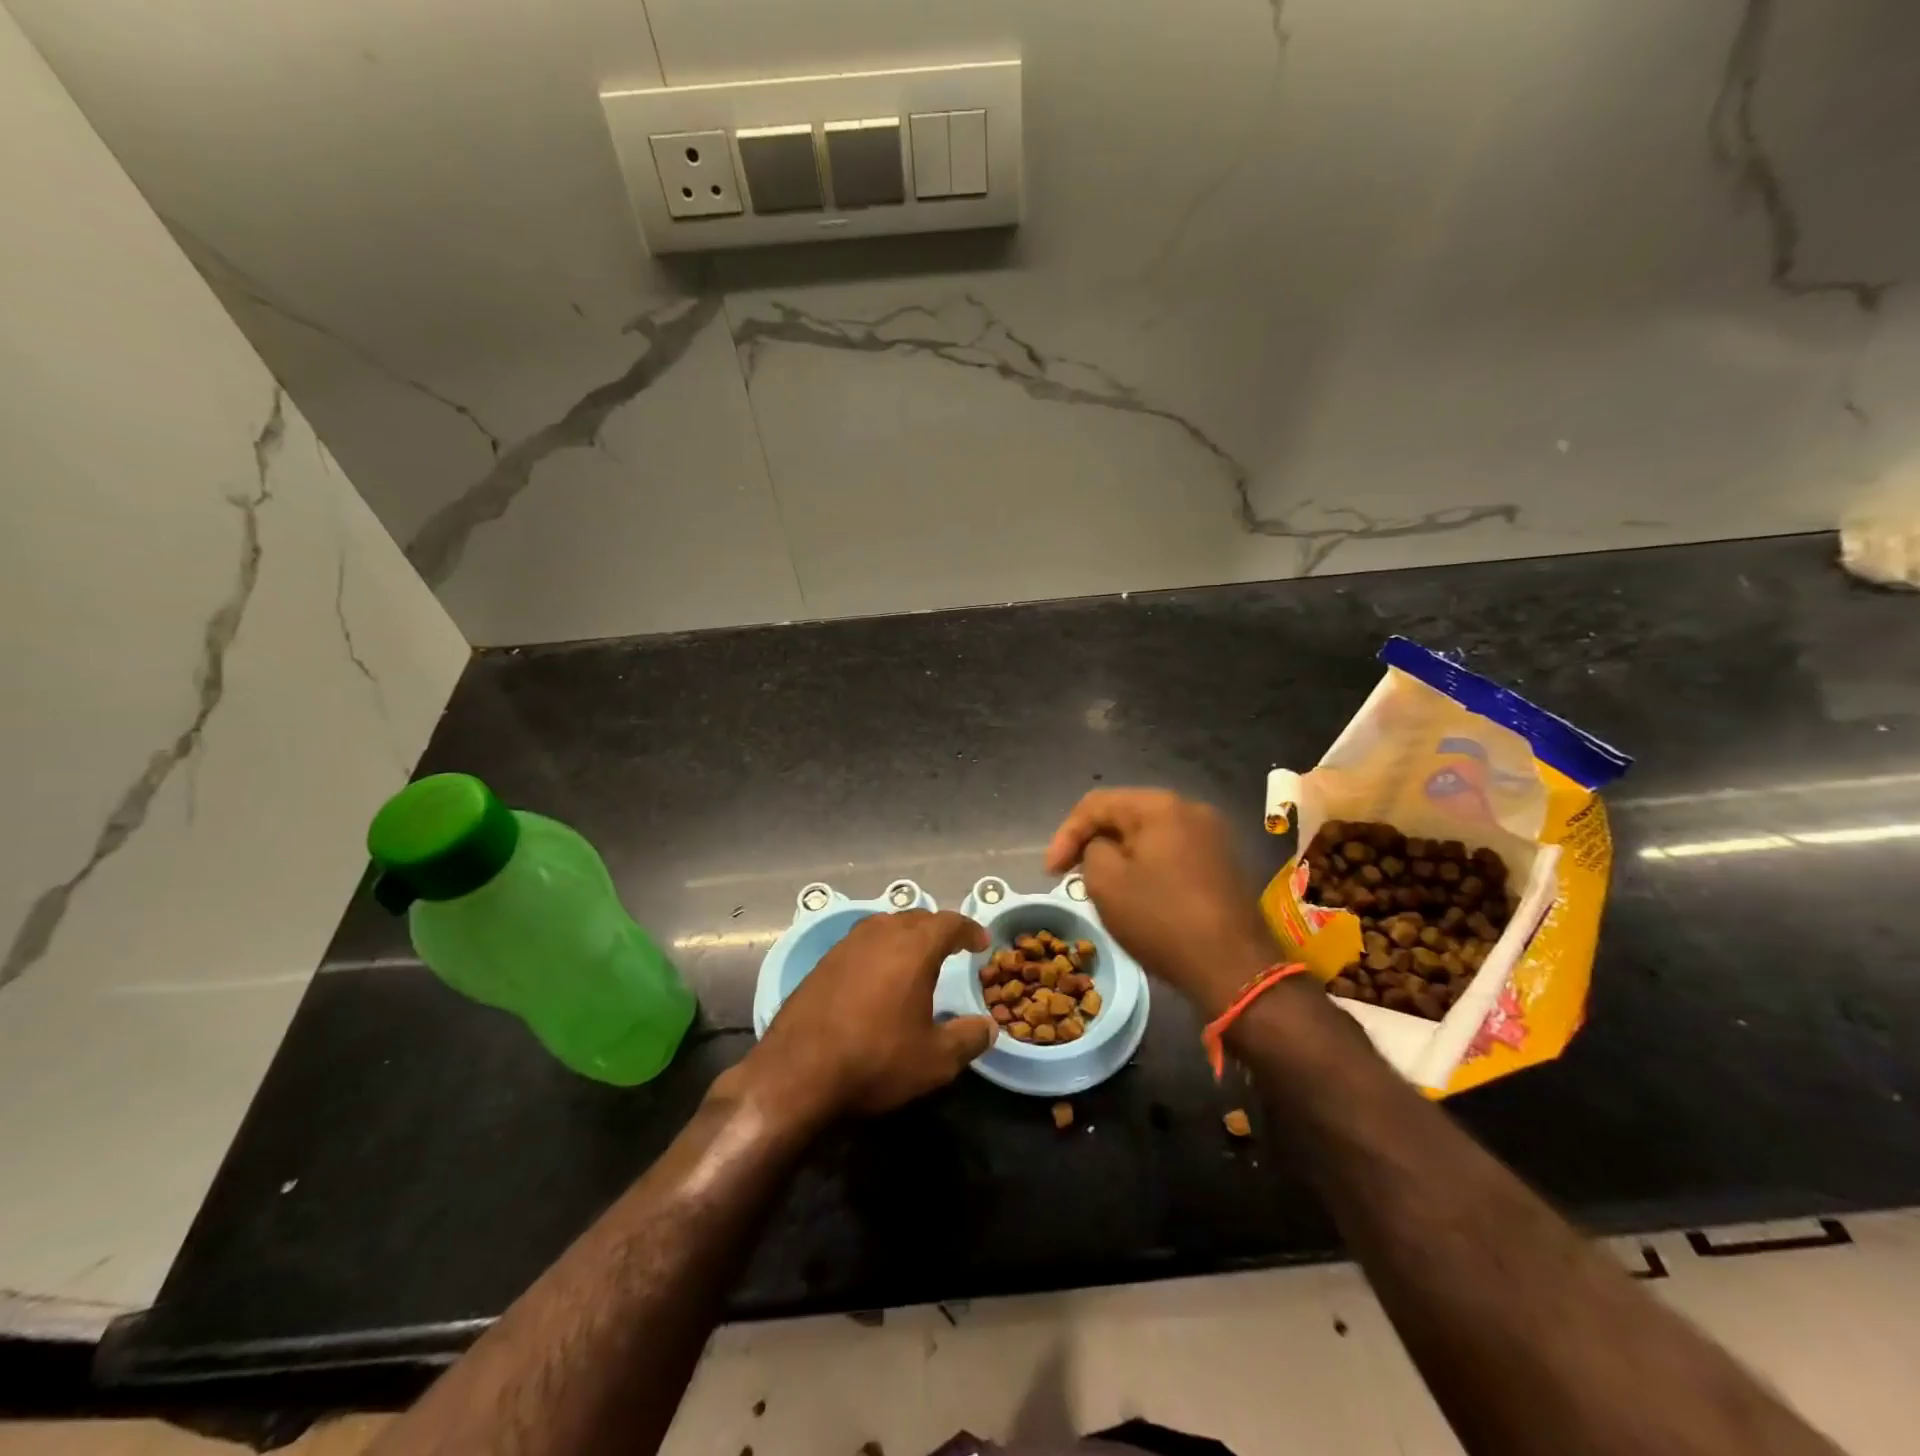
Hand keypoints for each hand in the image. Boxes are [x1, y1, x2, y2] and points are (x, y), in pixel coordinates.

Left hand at [741, 910, 996, 1121]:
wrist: (796, 1074)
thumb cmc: (875, 1060)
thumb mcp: (935, 1060)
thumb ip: (968, 1038)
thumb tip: (988, 1027)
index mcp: (913, 948)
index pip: (948, 923)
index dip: (968, 930)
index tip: (980, 942)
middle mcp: (879, 935)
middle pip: (915, 918)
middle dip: (937, 929)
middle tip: (951, 948)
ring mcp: (845, 946)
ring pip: (884, 926)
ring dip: (904, 936)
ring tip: (915, 958)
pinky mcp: (821, 963)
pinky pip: (860, 944)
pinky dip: (878, 950)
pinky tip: (876, 976)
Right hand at [1046, 788, 1278, 1016]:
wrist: (1234, 967)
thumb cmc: (1162, 919)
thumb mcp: (1106, 882)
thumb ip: (1091, 850)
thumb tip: (1103, 847)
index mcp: (1160, 805)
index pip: (1096, 804)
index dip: (1066, 834)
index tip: (1050, 872)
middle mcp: (1191, 808)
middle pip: (1126, 814)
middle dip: (1093, 842)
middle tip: (1071, 873)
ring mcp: (1213, 835)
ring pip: (1150, 834)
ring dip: (1121, 854)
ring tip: (1102, 885)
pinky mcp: (1224, 862)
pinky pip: (1173, 852)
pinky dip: (1148, 865)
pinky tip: (1140, 893)